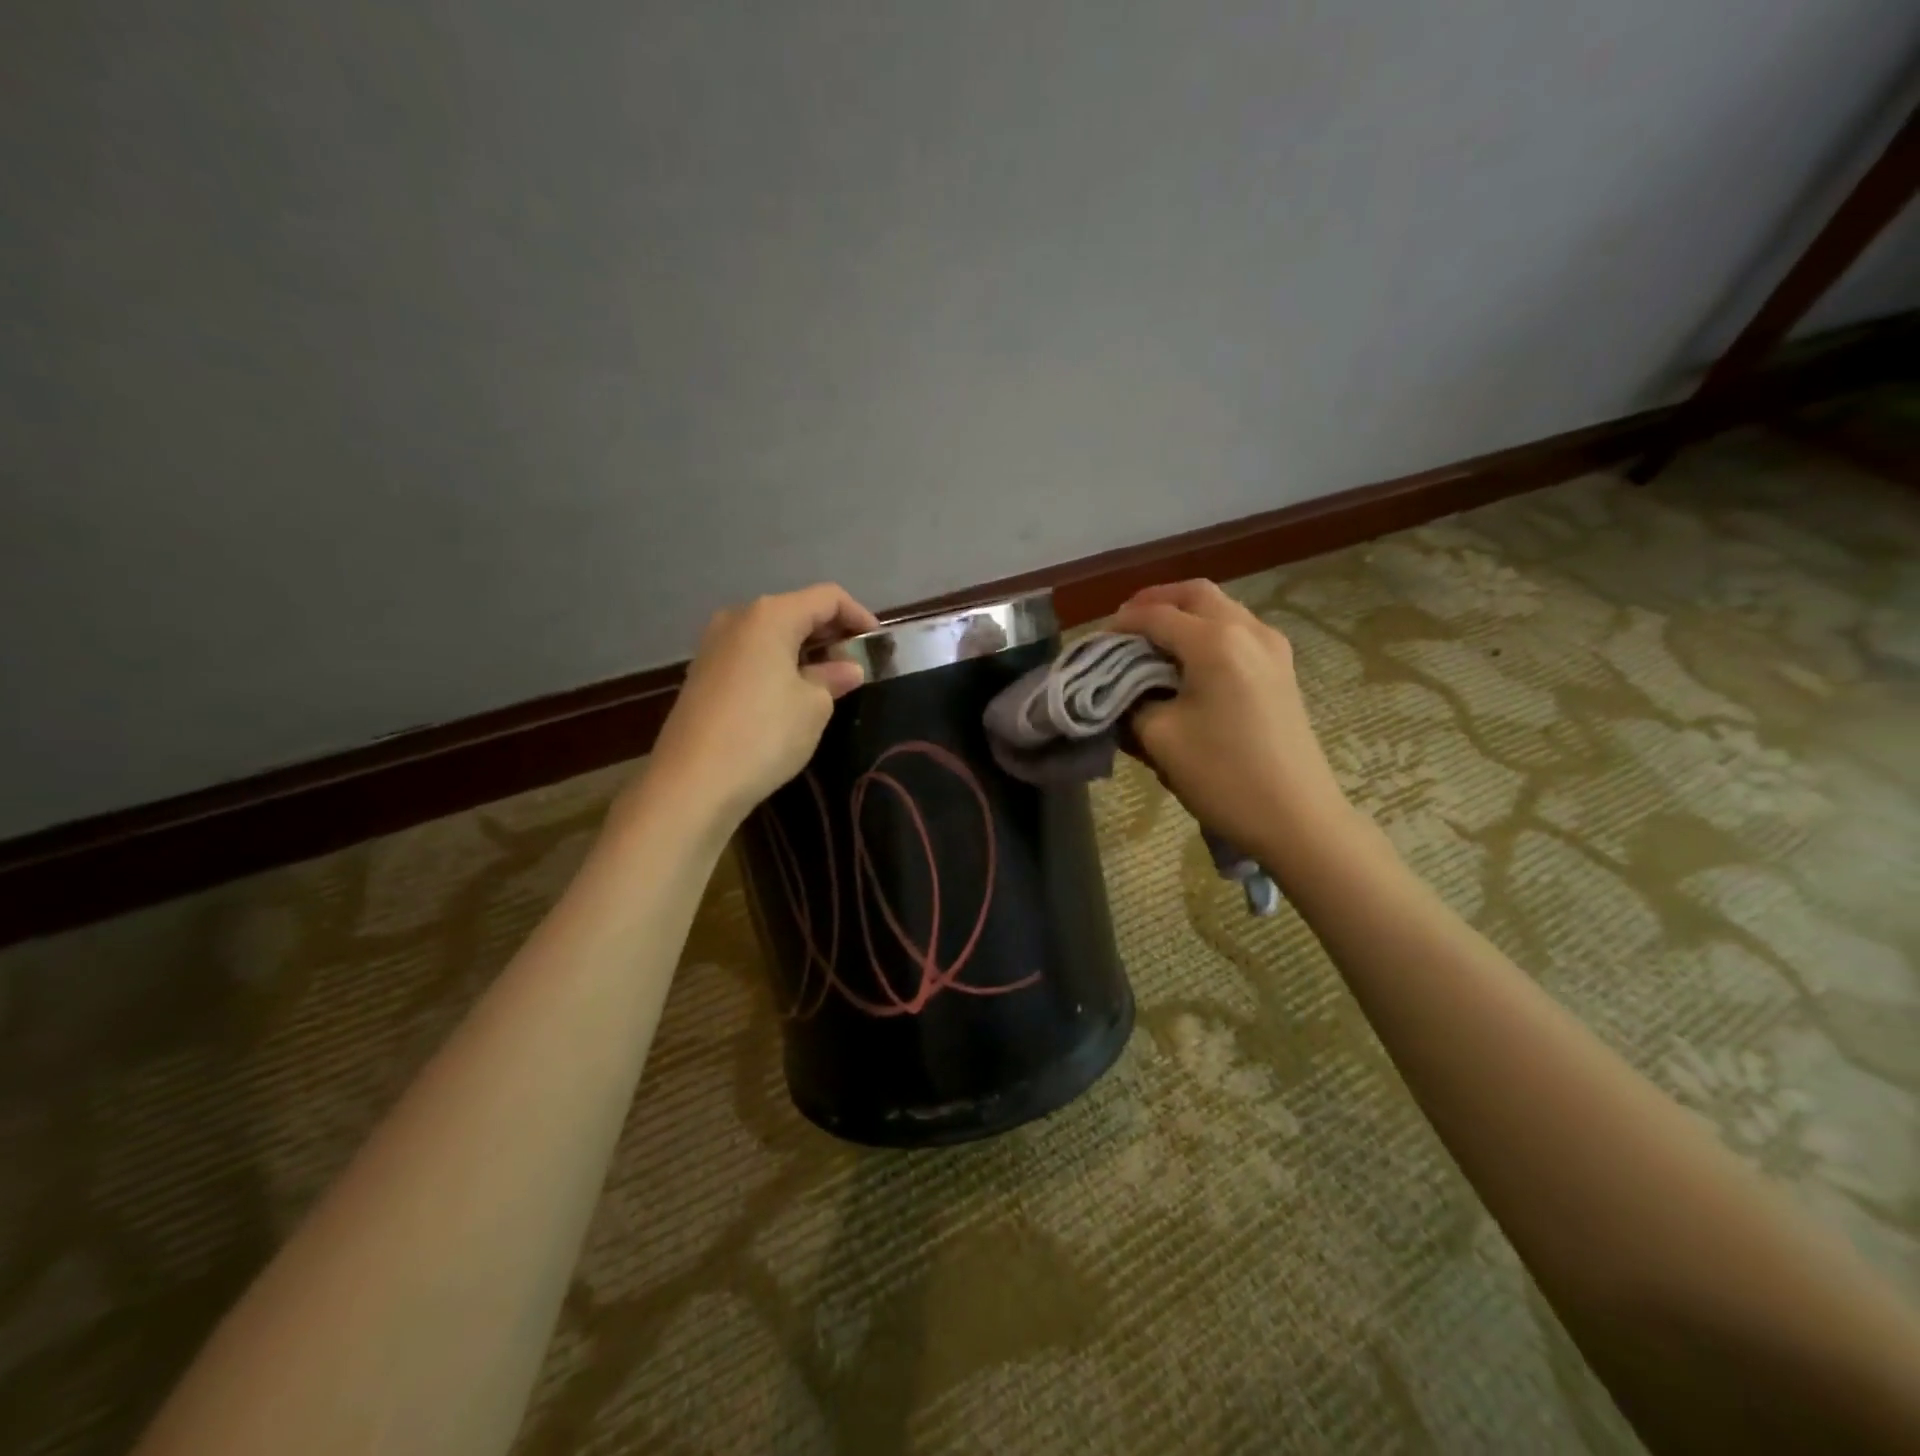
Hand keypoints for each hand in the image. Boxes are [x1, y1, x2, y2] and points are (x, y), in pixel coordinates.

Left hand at [636, 583, 878, 832]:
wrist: (693, 783)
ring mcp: (714, 645)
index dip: (858, 615)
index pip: (827, 597)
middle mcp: (738, 618)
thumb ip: (834, 678)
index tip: (878, 643)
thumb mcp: (814, 706)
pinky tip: (793, 692)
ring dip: (804, 649)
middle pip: (796, 610)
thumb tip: (847, 667)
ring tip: (830, 679)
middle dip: (830, 632)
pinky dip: (778, 663)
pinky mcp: (703, 673)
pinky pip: (752, 655)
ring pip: (771, 634)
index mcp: (770, 616)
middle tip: (857, 662)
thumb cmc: (764, 734)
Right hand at [1111, 580, 1347, 856]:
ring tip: (1153, 642)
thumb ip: (1133, 702)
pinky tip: (1189, 661)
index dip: (1121, 624)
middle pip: (1195, 594)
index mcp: (1215, 642)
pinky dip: (1208, 632)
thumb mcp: (1160, 738)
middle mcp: (1248, 630)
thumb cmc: (1223, 776)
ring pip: (1222, 608)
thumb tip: (1124, 689)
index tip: (1096, 643)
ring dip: (1184, 614)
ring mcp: (1273, 648)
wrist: (1297, 818)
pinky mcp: (1283, 669)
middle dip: (1156, 602)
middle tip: (1126, 626)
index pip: (1156, 615)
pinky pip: (1239, 631)